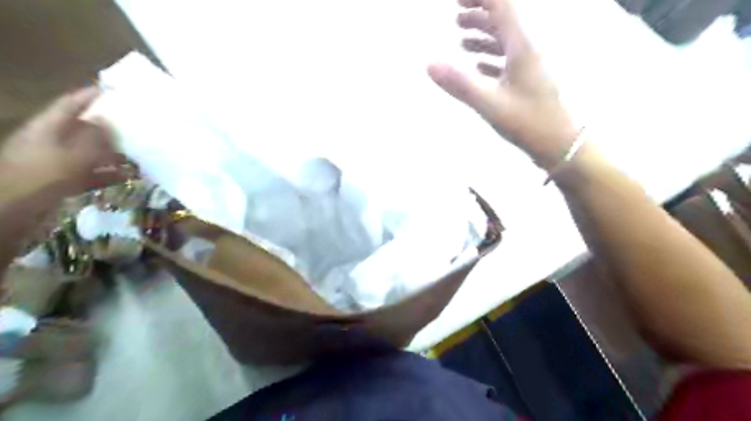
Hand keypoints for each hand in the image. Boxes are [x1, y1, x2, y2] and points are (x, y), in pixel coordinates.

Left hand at [0, 86, 126, 199]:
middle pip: (83, 128)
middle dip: (108, 127)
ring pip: (90, 152)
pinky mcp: (62, 180)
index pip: (70, 104)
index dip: (90, 95)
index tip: (113, 89)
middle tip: (134, 125)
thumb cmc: (43, 176)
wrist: (13, 209)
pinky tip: (127, 177)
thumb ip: (94, 139)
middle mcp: (52, 140)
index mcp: (48, 127)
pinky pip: (91, 172)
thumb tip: (109, 123)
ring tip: (137, 153)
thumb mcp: (73, 154)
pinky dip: (108, 174)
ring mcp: (56, 161)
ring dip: (113, 153)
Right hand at [428, 0, 578, 168]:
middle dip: (479, 12)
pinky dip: (490, 57)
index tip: (457, 0)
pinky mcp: (530, 79)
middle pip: (503, 18)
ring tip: (461, 40)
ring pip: (505, 39)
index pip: (501, 5)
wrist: (562, 144)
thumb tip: (429, 63)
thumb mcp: (491, 103)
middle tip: (456, 14)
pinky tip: (477, 66)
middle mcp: (528, 48)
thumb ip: (460, 83)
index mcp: (522, 45)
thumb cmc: (529, 122)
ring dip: (483, 35)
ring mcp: (531, 64)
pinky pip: (508, 59)